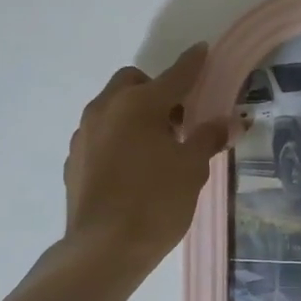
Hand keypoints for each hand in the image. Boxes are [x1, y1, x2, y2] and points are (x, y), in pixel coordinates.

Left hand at [62, 43, 231, 266]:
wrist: (103, 249)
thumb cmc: (156, 203)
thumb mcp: (192, 170)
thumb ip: (207, 139)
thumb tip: (226, 123)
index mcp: (139, 105)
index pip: (174, 76)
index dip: (192, 63)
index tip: (202, 50)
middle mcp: (105, 109)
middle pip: (132, 83)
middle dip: (155, 90)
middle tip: (178, 119)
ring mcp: (84, 134)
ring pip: (112, 107)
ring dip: (134, 114)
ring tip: (156, 146)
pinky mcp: (74, 159)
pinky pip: (100, 135)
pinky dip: (118, 138)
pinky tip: (132, 167)